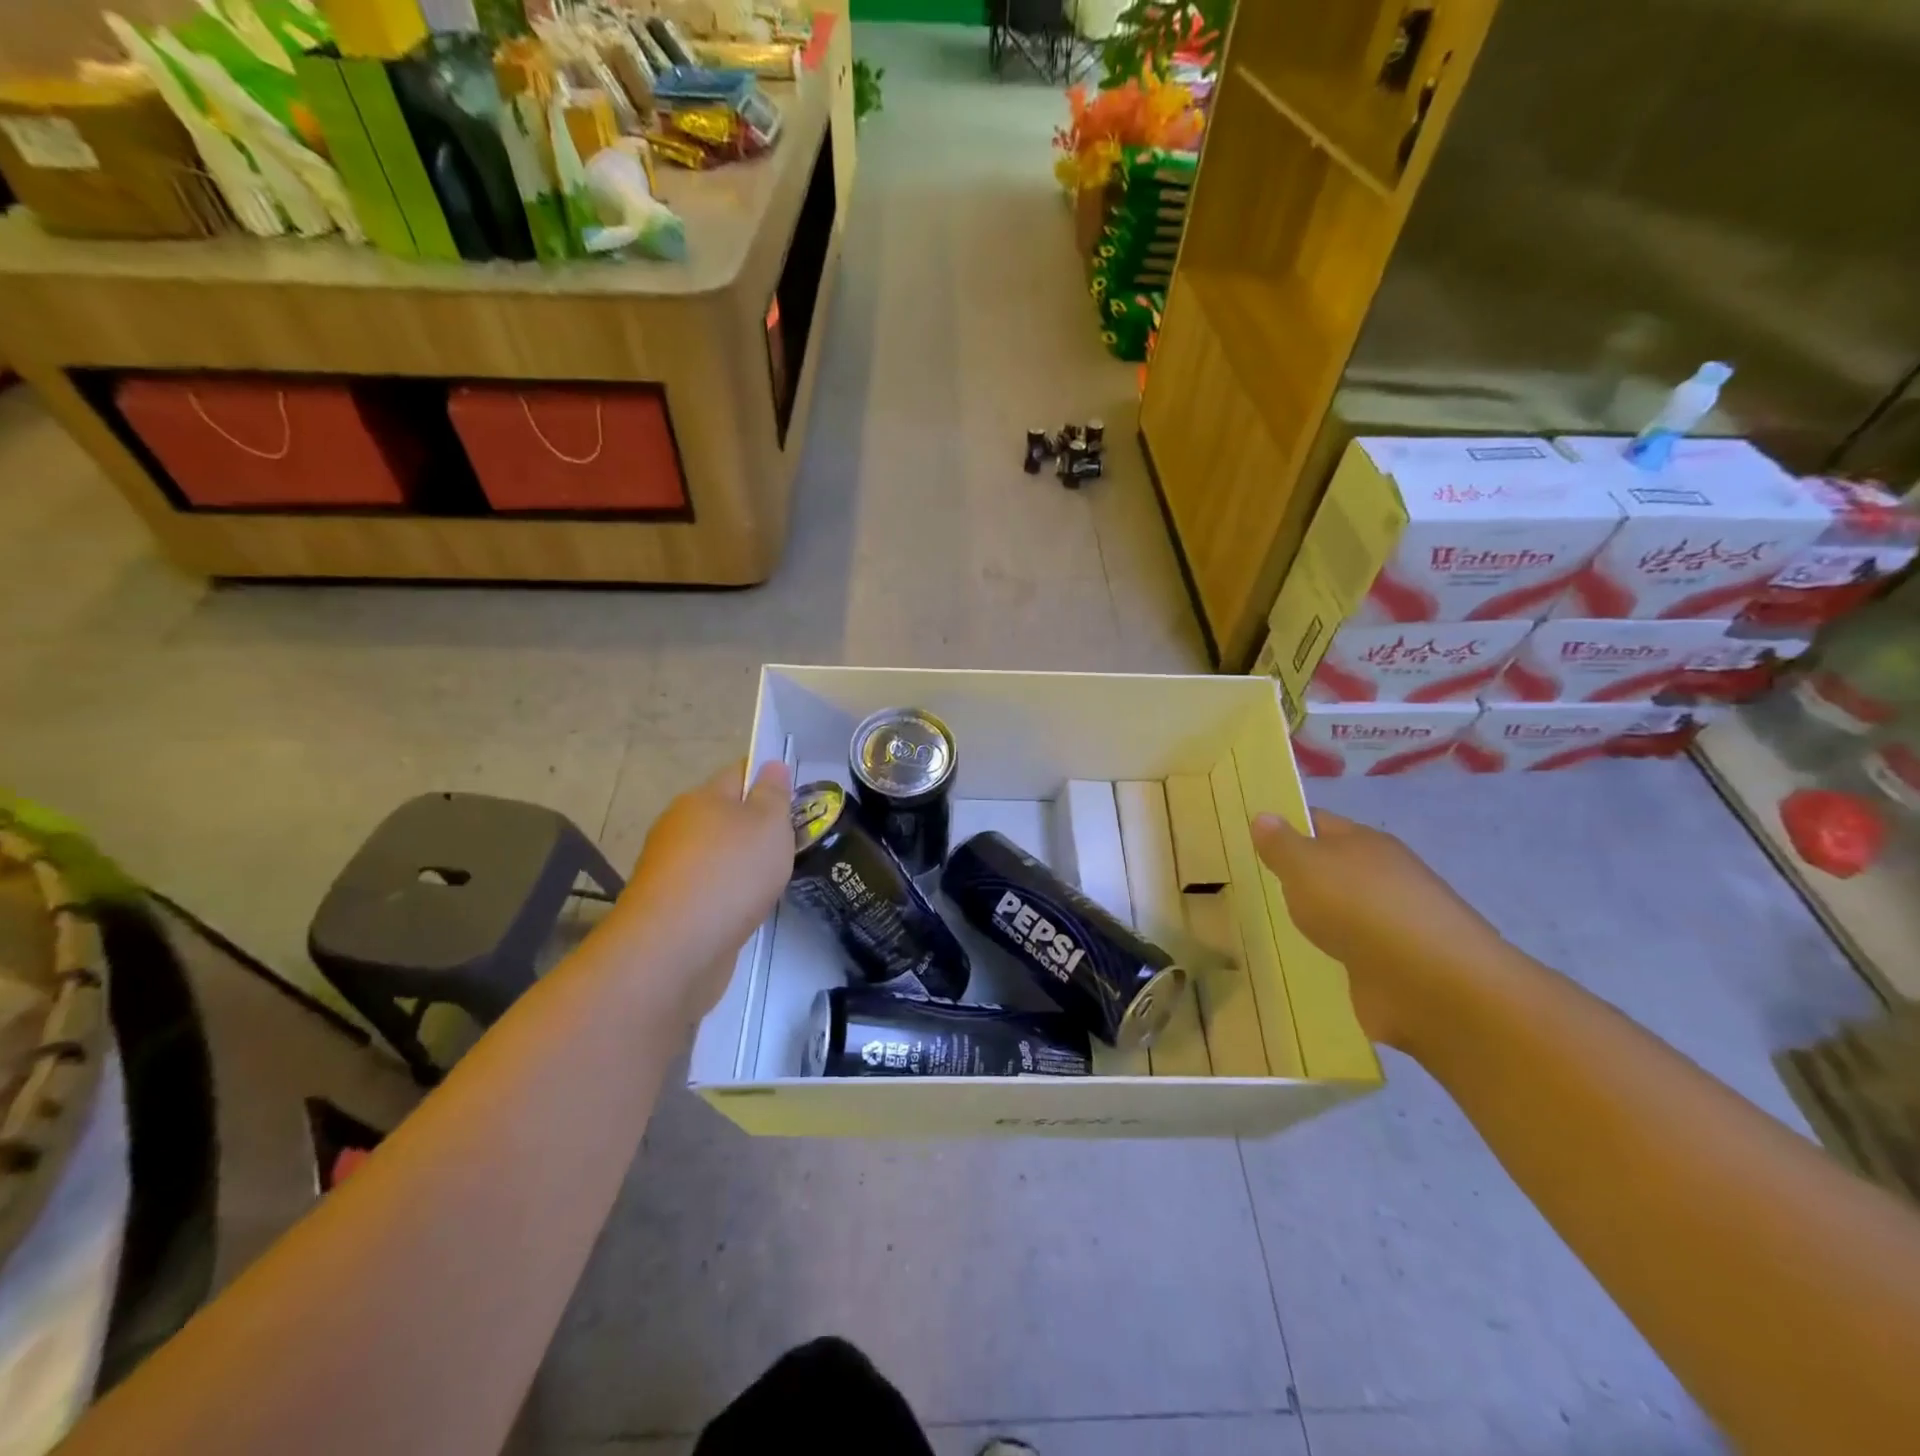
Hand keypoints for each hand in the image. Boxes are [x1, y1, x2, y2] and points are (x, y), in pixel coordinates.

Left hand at [596, 759, 794, 1019]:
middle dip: (757, 826)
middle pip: (725, 815)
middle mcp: (680, 827)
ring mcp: (670, 869)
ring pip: (716, 854)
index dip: (768, 779)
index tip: (796, 797)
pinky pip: (708, 889)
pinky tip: (747, 908)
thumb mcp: (769, 824)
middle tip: (794, 842)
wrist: (674, 948)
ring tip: (777, 878)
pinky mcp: (669, 907)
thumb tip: (772, 765)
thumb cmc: (730, 873)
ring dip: (742, 863)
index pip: (739, 773)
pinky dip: (728, 894)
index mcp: (702, 798)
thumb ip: (774, 795)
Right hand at [1251, 809, 1504, 1048]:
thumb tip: (1264, 816)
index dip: (1285, 825)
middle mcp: (1382, 876)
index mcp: (1364, 842)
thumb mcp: (1305, 867)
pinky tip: (1308, 959)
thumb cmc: (1360, 908)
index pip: (1317, 822)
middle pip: (1332, 866)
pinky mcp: (1394, 965)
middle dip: (1299, 873)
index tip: (1249, 836)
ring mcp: (1392, 922)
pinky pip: (1353, 950)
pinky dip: (1334, 953)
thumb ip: (1281, 845)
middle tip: (1251, 881)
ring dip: (1318, 916)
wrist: (1431, 984)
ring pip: (1342, 909)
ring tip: (1273, 923)